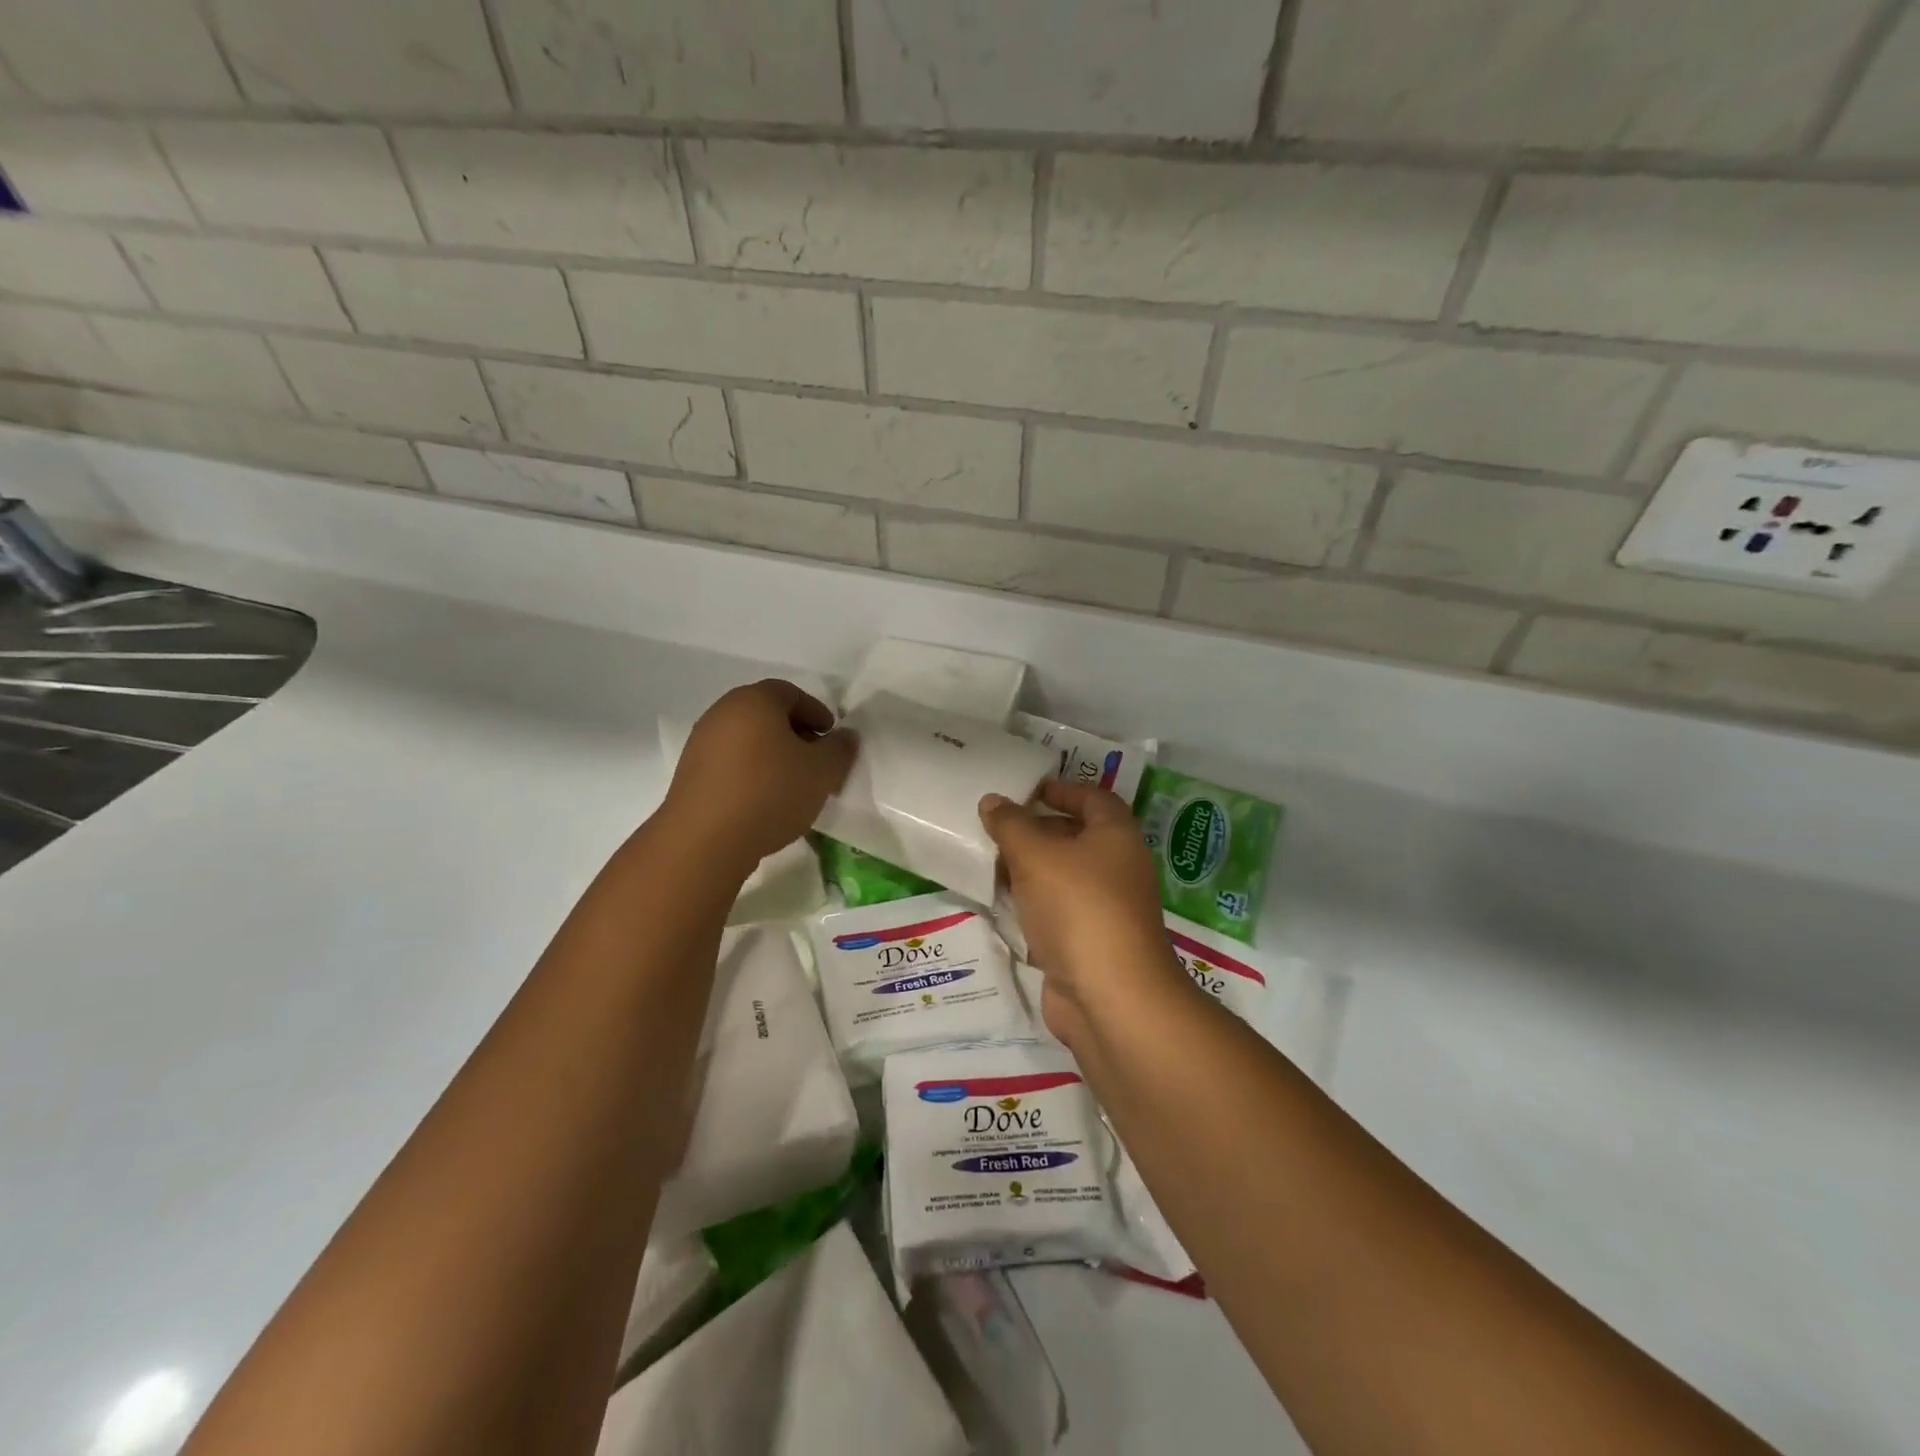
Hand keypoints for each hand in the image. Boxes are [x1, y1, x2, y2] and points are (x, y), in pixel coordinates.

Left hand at [662, 680, 855, 877]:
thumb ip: (840, 749)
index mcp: (754, 701)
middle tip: (816, 761)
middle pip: (766, 714)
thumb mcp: (822, 772)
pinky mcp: (689, 775)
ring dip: (773, 756)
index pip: (790, 692)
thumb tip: (844, 736)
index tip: (831, 738)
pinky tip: (765, 801)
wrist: (705, 840)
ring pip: (747, 740)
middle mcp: (722, 713)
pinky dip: (751, 773)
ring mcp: (701, 744)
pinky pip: (730, 764)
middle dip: (795, 734)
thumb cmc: (770, 793)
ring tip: (793, 786)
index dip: (816, 712)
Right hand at [980, 780, 1192, 1044]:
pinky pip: (1057, 911)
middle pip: (1076, 837)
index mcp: (1116, 836)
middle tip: (995, 827)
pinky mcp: (1090, 942)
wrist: (1109, 995)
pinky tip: (1002, 904)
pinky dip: (1033, 904)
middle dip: (1036, 830)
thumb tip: (992, 801)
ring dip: (1030, 870)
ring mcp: (1106, 908)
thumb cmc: (1078, 907)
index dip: (1060, 789)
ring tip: (989, 862)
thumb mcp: (1036, 855)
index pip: (1092, 797)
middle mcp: (1118, 867)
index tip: (1025, 790)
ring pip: (1064, 877)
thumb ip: (1011, 825)